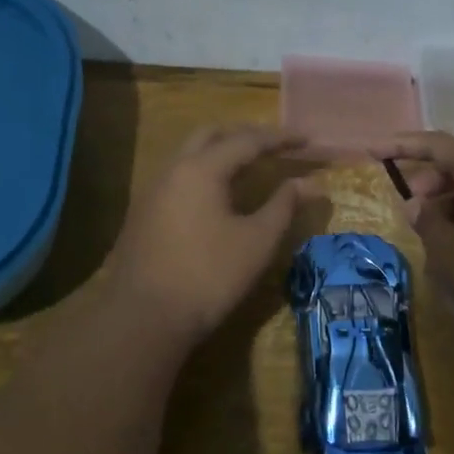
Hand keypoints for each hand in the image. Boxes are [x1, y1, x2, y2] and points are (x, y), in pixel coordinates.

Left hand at [105, 126, 320, 342]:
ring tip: (250, 166)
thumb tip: (310, 184)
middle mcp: (173, 169)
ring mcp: (153, 190)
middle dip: (246, 135)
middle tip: (275, 147)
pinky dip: (205, 172)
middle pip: (212, 135)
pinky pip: (179, 176)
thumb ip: (284, 205)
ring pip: (190, 154)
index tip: (307, 139)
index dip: (281, 139)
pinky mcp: (144, 213)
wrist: (144, 318)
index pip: (248, 141)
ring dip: (222, 152)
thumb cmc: (209, 276)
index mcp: (201, 169)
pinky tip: (218, 195)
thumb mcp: (257, 241)